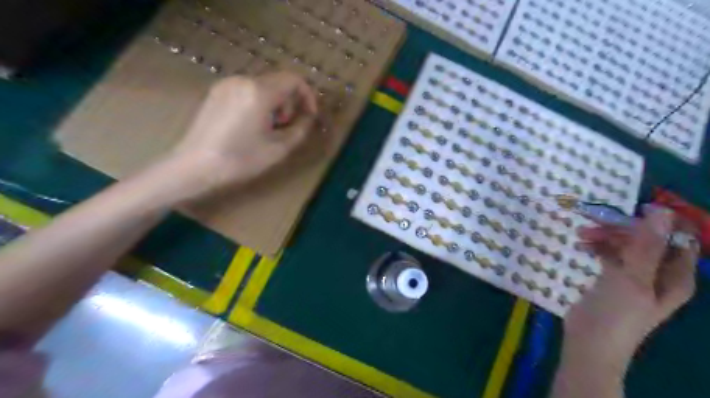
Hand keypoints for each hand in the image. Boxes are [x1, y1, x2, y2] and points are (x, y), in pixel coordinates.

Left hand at [169, 70, 317, 194]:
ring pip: (263, 86)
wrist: (194, 167)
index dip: (308, 96)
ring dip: (275, 104)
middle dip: (290, 103)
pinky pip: (247, 90)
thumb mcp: (278, 149)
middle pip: (278, 81)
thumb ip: (300, 129)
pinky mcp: (217, 92)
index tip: (310, 116)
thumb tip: (309, 117)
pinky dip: (259, 103)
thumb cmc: (240, 160)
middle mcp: (242, 80)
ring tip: (269, 129)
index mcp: (259, 92)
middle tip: (286, 128)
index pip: (294, 80)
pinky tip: (251, 125)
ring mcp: (226, 84)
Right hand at [566, 206, 696, 372]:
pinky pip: (610, 254)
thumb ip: (646, 246)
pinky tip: (581, 245)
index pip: (675, 237)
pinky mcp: (612, 279)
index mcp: (675, 275)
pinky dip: (598, 246)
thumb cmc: (616, 315)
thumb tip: (661, 212)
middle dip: (621, 227)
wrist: (589, 343)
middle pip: (645, 239)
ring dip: (605, 235)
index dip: (657, 221)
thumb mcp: (632, 279)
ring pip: (625, 245)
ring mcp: (634, 276)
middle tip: (591, 219)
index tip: (627, 210)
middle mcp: (659, 273)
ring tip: (580, 233)